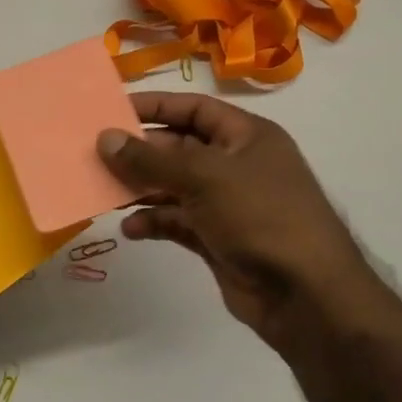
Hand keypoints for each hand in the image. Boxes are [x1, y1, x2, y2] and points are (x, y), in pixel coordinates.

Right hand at [97, 92, 365, 354]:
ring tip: (103, 191)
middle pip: (178, 148)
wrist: (305, 295)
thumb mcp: (204, 178)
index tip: (112, 110)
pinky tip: (129, 229)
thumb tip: (105, 138)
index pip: (195, 109)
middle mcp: (236, 165)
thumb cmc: (261, 217)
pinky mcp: (217, 238)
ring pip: (173, 186)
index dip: (155, 106)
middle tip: (95, 153)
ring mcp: (227, 204)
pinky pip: (176, 221)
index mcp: (246, 137)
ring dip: (140, 188)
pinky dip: (153, 222)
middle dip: (139, 151)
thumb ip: (151, 159)